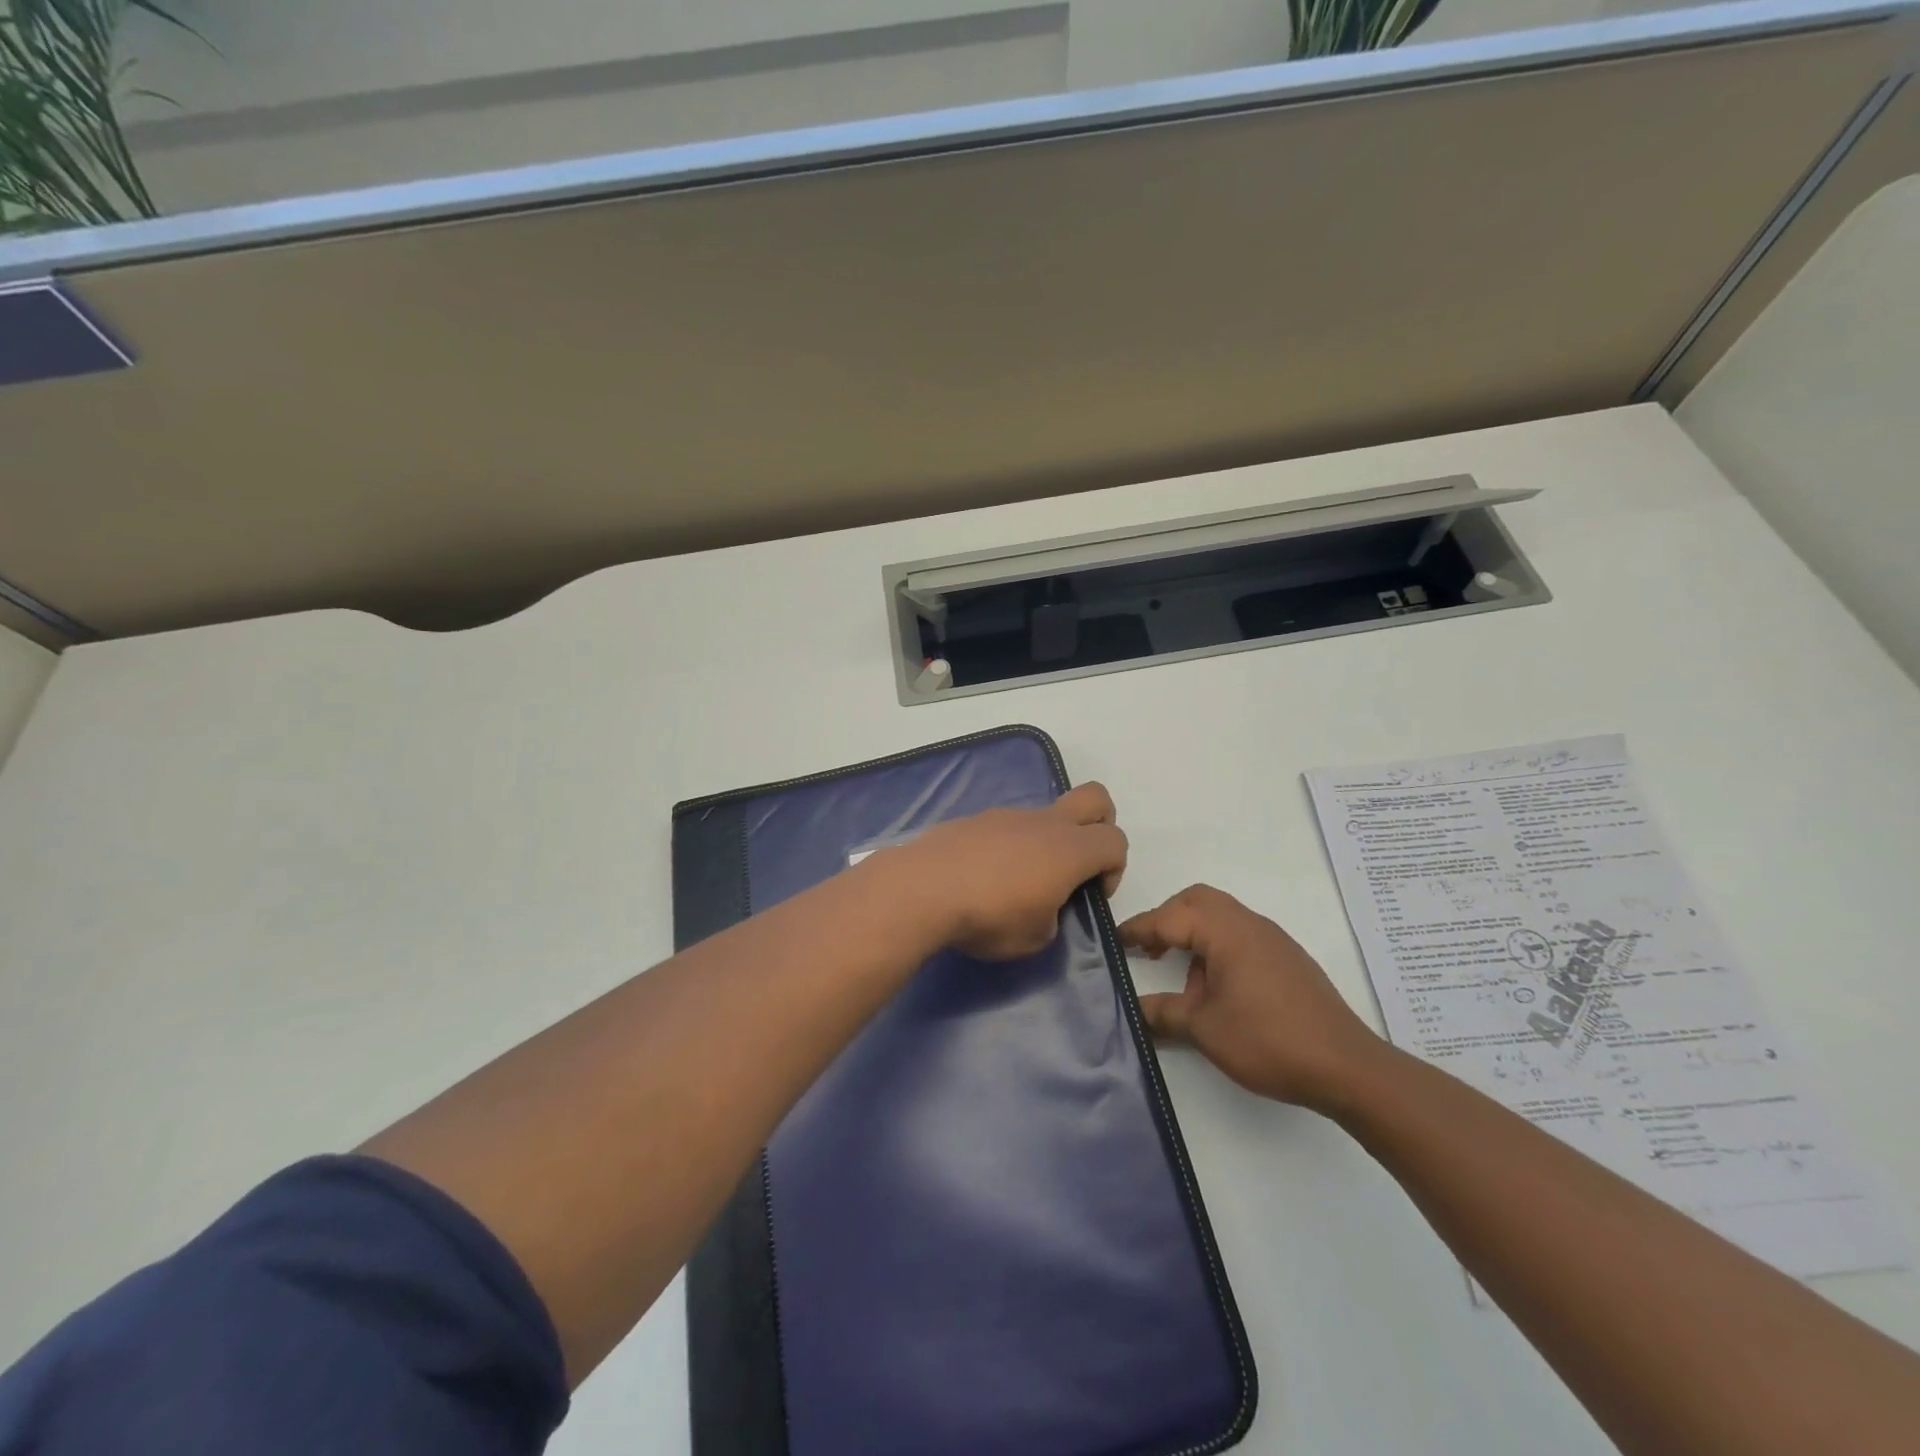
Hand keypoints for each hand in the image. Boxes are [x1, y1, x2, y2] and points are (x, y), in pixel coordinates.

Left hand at [895, 783, 1127, 960]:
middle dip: (1100, 824)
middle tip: (1078, 864)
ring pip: (1045, 815)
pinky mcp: (975, 819)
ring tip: (1015, 883)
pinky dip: (1009, 846)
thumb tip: (1043, 906)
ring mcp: (1007, 815)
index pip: (1116, 841)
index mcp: (1069, 850)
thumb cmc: (988, 917)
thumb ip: (1052, 917)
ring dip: (1045, 842)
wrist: (923, 889)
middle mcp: (1044, 823)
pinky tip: (983, 876)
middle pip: (1095, 798)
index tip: (1090, 895)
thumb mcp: (1034, 939)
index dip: (1115, 869)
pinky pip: (1007, 826)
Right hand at [1119, 884, 1384, 1109]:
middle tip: (1148, 948)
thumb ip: (1164, 1014)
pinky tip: (1216, 988)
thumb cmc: (1269, 1040)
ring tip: (1179, 973)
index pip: (1170, 918)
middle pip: (1198, 901)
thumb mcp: (1205, 1030)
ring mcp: (1273, 940)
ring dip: (1194, 933)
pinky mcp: (1287, 960)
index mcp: (1226, 931)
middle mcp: (1249, 924)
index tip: (1115, 942)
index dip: (1139, 929)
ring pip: (1222, 916)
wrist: (1347, 1067)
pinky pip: (1241, 935)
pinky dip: (1217, 946)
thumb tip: (1134, 1011)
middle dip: (1167, 918)